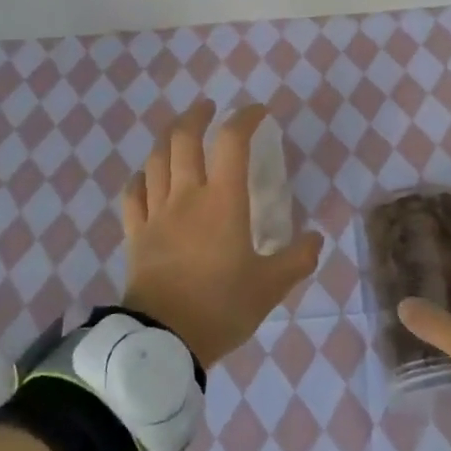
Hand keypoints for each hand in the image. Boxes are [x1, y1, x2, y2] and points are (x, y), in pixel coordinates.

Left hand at [120, 101, 322, 367]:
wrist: (163, 341)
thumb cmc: (221, 308)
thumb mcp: (271, 287)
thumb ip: (298, 260)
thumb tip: (317, 238)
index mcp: (223, 201)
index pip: (233, 141)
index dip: (245, 118)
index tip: (258, 112)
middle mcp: (187, 196)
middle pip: (184, 138)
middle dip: (197, 115)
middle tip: (209, 109)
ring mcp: (156, 213)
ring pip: (156, 159)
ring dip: (168, 137)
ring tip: (179, 131)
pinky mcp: (135, 234)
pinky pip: (132, 194)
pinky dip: (141, 177)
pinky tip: (147, 176)